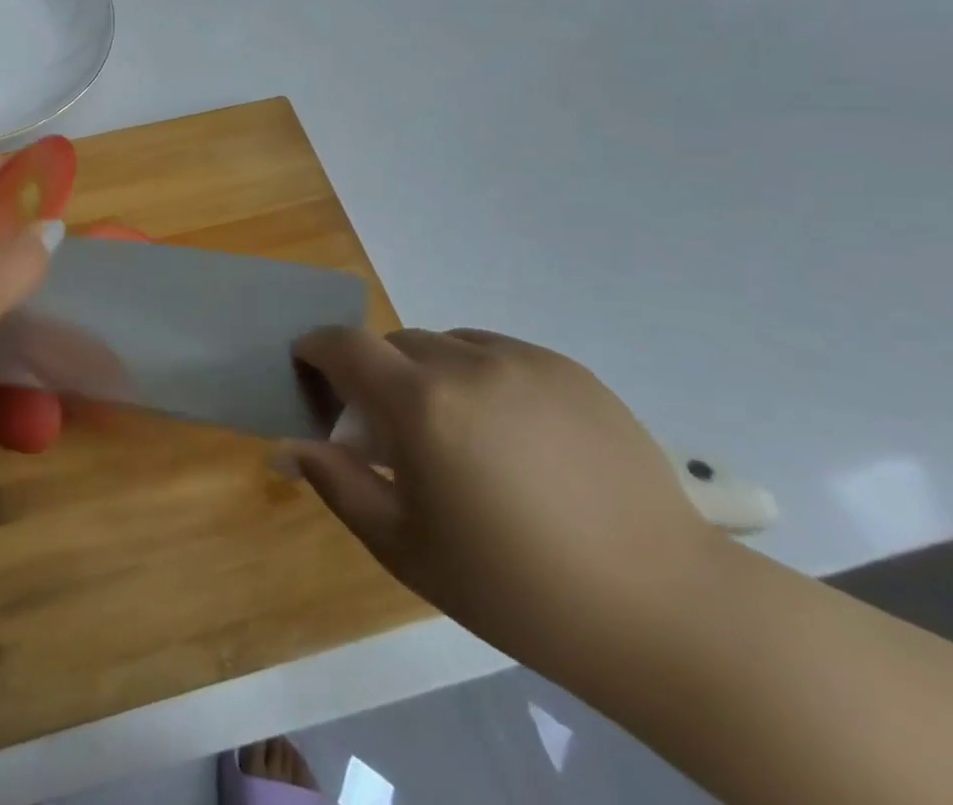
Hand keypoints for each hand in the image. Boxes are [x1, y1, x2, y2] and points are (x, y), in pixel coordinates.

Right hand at [286, 328, 723, 677]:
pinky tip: (510, 434)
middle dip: (376, 374)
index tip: (310, 371)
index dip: (316, 349)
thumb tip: (288, 445)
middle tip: (392, 430)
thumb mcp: (405, 546)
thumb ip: (337, 482)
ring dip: (429, 373)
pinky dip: (479, 375)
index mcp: (420, 403)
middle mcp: (465, 363)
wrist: (664, 610)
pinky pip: (497, 353)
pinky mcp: (567, 369)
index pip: (343, 345)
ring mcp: (522, 360)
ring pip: (446, 344)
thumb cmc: (514, 588)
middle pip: (394, 343)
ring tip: (458, 434)